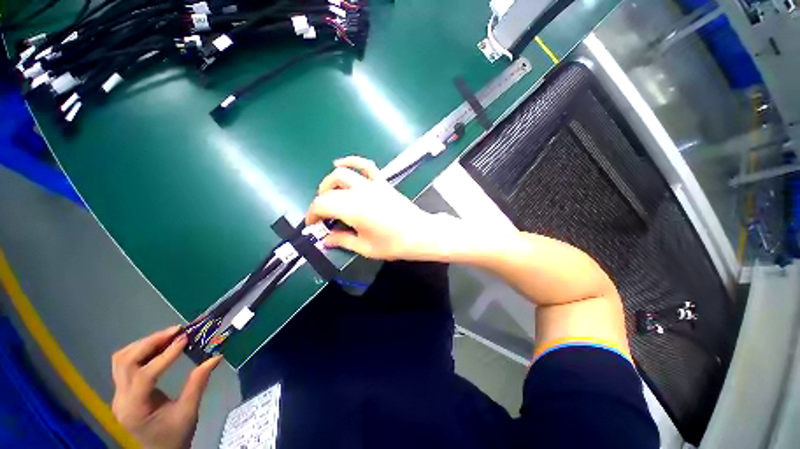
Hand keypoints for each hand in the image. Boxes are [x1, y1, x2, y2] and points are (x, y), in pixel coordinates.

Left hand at [112, 326, 221, 448]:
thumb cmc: (175, 436)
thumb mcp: (189, 412)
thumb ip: (198, 383)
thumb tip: (216, 356)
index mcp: (134, 409)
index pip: (144, 375)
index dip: (165, 356)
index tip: (185, 339)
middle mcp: (120, 399)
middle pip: (125, 362)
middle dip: (151, 343)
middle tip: (177, 332)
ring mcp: (118, 394)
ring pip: (121, 359)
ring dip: (144, 344)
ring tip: (169, 336)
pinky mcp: (122, 391)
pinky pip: (125, 364)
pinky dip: (142, 351)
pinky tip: (159, 347)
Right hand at [306, 156, 447, 260]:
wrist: (420, 233)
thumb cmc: (394, 244)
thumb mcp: (365, 248)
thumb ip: (342, 241)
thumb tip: (325, 240)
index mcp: (353, 209)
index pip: (322, 205)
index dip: (312, 214)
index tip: (312, 225)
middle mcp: (359, 192)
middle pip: (329, 191)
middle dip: (320, 203)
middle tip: (323, 218)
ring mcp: (372, 185)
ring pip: (342, 174)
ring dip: (329, 183)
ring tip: (328, 195)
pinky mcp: (382, 182)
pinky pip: (365, 165)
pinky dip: (351, 161)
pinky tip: (340, 163)